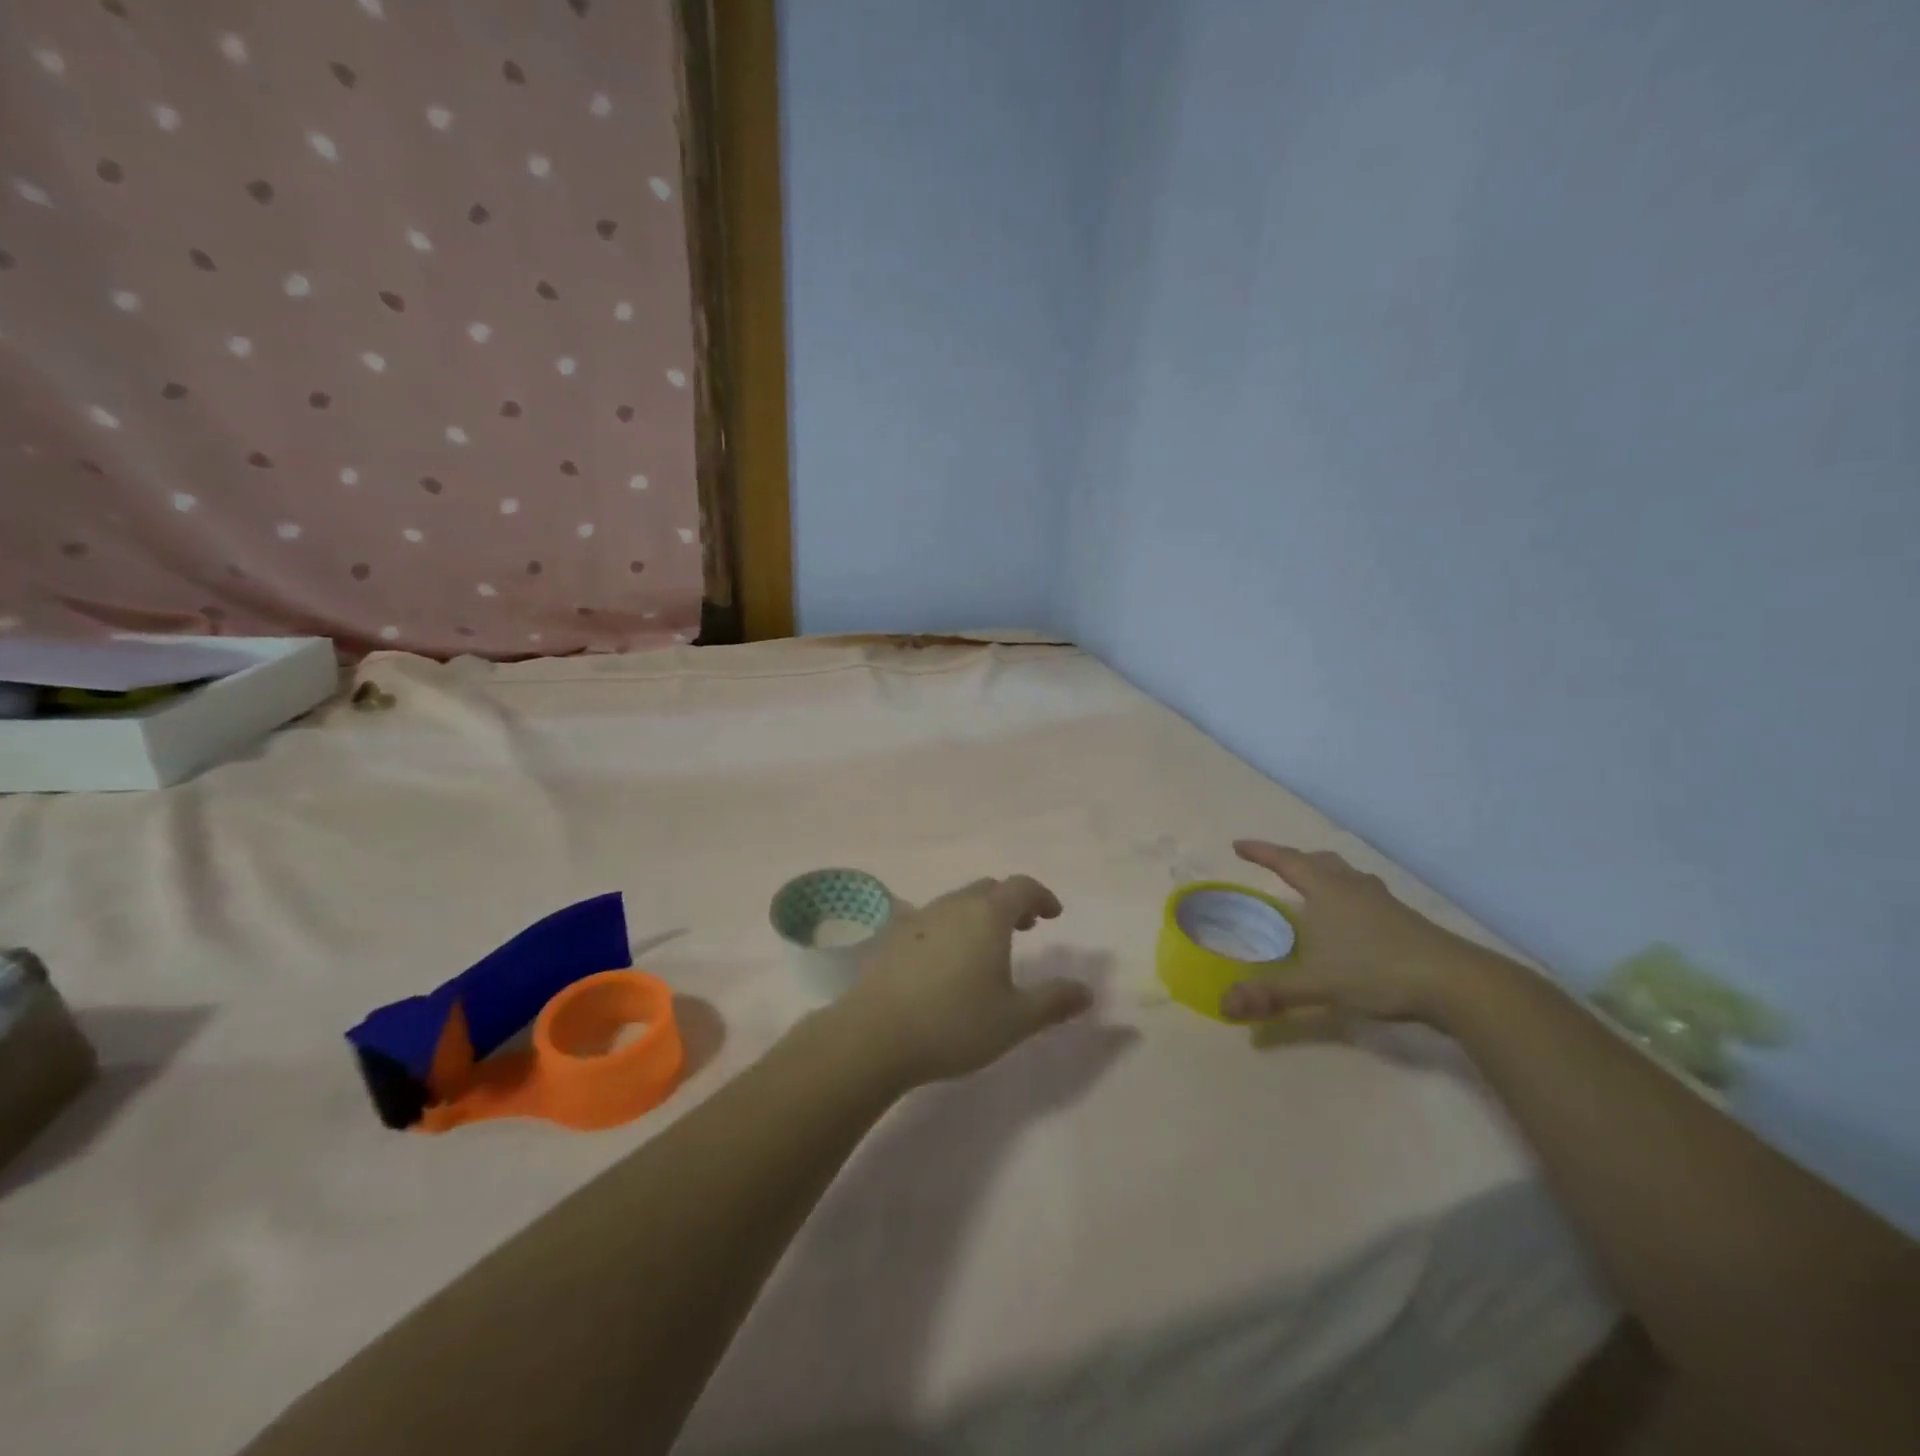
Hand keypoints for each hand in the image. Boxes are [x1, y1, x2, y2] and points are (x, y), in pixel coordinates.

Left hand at [835, 875, 1093, 1087]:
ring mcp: (919, 918)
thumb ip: (1053, 1002)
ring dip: (980, 915)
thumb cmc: (954, 1022)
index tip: (1053, 915)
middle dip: (1011, 903)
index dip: (1041, 896)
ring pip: (958, 903)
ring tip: (989, 948)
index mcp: (987, 915)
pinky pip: (933, 921)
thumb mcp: (1015, 1019)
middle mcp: (953, 906)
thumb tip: (1087, 992)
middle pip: (988, 889)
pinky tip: (949, 964)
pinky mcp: (894, 938)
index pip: (1021, 887)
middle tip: (1026, 929)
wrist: (875, 1035)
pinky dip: (952, 929)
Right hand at [1219, 841, 1481, 1023]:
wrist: (1456, 983)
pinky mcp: (1406, 921)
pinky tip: (1351, 922)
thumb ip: (1271, 994)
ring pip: (1347, 876)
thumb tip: (1224, 1005)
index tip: (1238, 845)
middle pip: (1320, 862)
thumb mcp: (1316, 985)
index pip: (1286, 861)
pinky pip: (1365, 895)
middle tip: (1276, 866)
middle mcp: (1353, 887)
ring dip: (1325, 876)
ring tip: (1314, 889)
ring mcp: (1384, 902)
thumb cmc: (1377, 971)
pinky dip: (1348, 897)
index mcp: (1327, 890)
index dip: (1261, 852)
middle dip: (1294, 861)